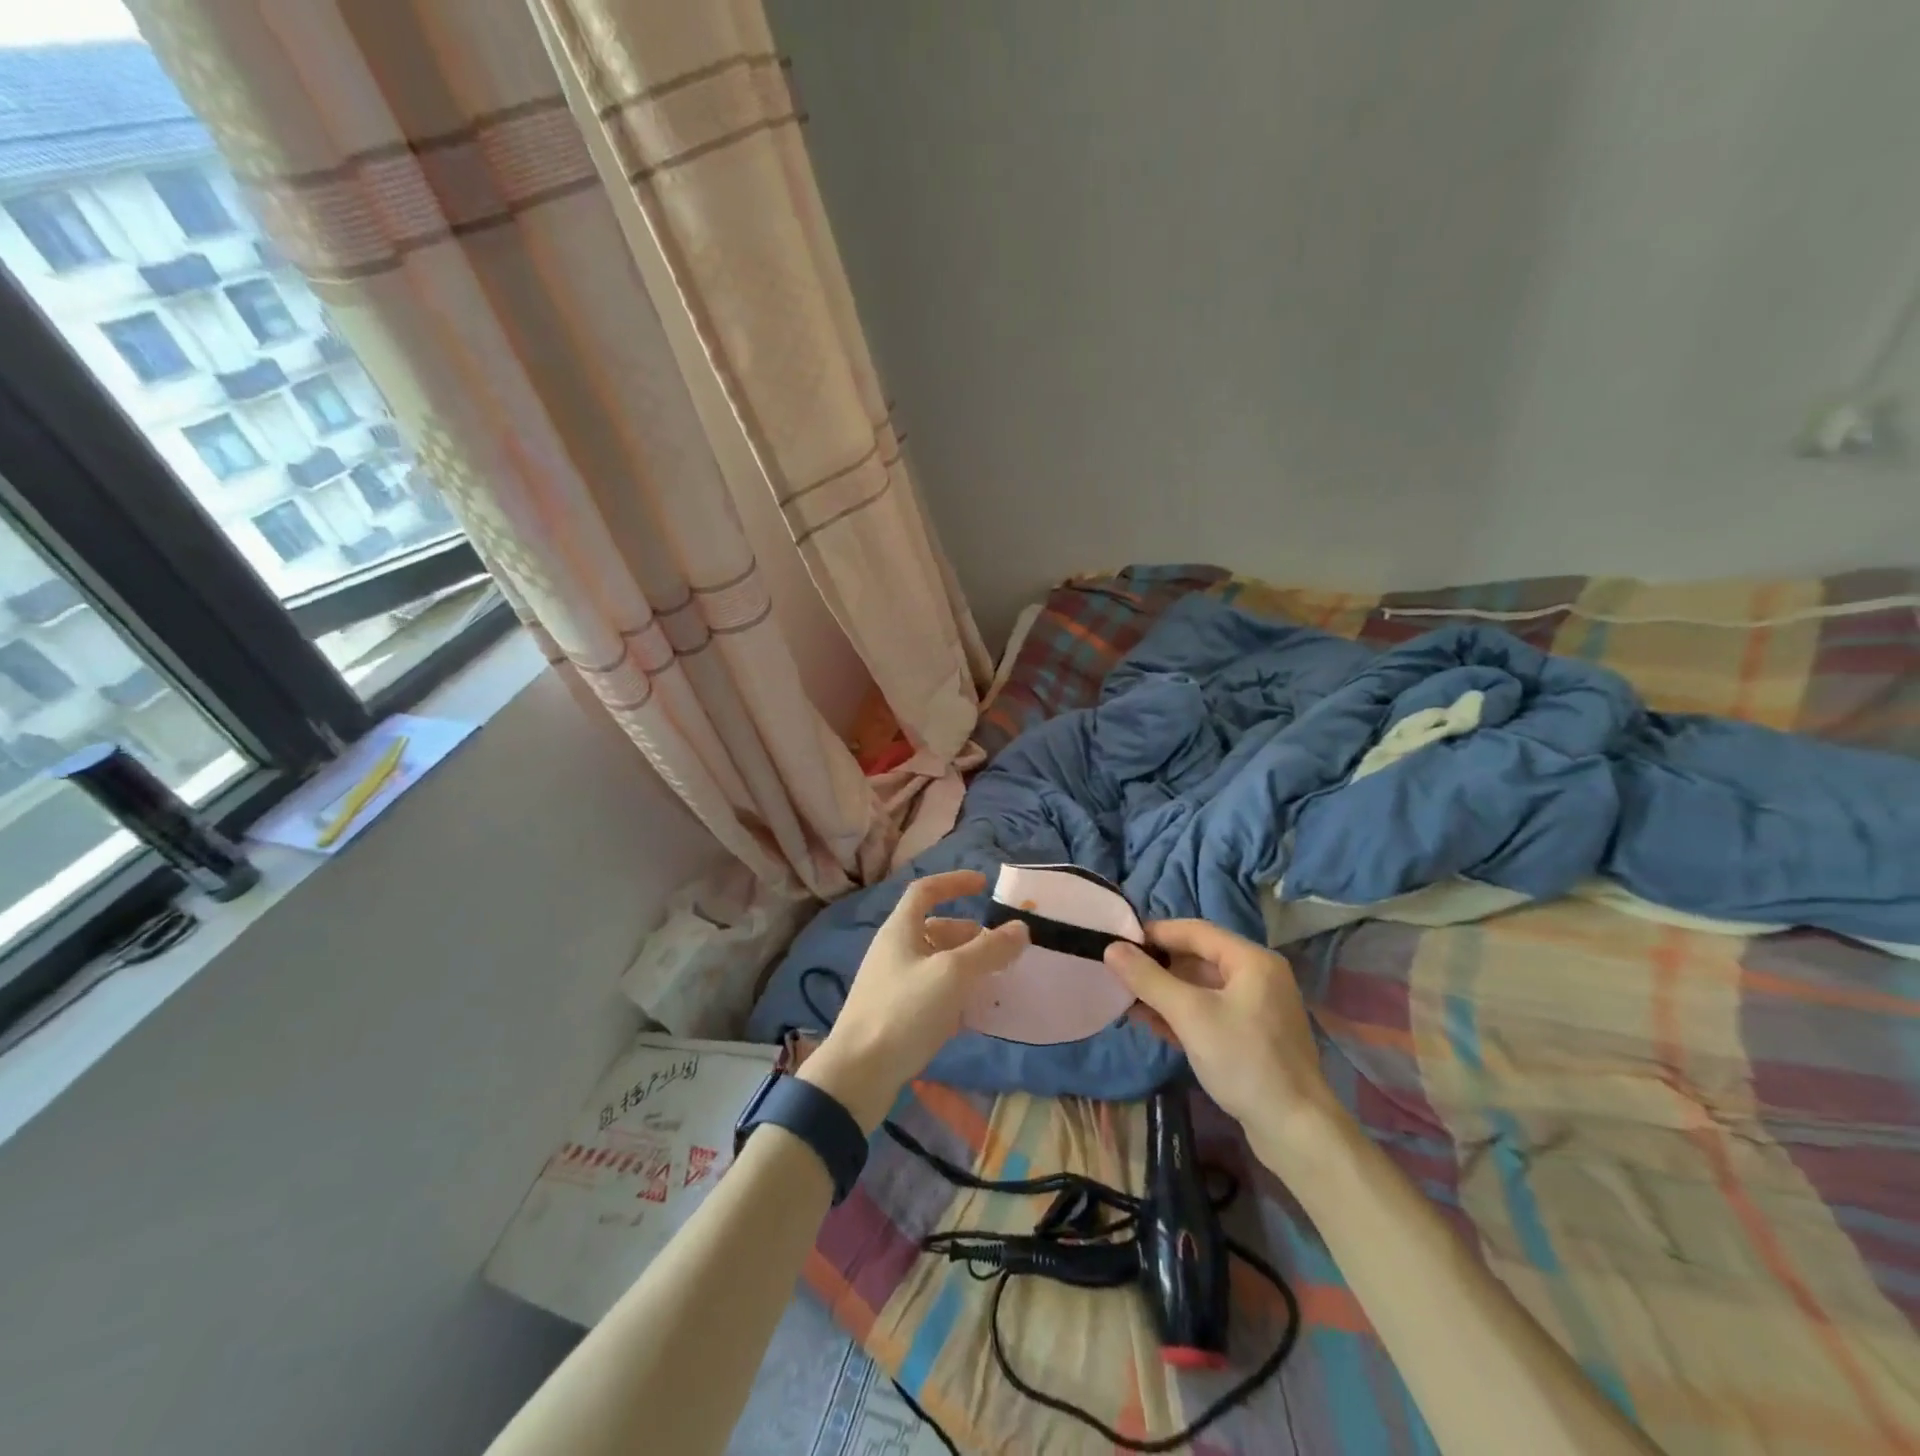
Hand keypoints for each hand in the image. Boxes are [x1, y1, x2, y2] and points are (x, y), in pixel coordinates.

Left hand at [800, 869, 1027, 1131]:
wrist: (858, 1075)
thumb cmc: (903, 1012)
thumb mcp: (952, 974)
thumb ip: (988, 949)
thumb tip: (1020, 929)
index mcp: (900, 930)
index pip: (925, 890)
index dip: (954, 883)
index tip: (984, 885)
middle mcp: (894, 951)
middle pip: (935, 929)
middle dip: (970, 935)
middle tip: (1001, 949)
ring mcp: (893, 985)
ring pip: (936, 964)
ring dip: (966, 967)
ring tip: (995, 981)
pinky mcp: (896, 1016)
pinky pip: (932, 994)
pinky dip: (955, 995)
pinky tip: (975, 1014)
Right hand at [1105, 920, 1342, 1162]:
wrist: (1297, 1132)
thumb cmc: (1244, 1061)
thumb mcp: (1190, 1015)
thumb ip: (1149, 979)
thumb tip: (1111, 948)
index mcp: (1251, 960)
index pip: (1195, 931)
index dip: (1155, 933)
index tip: (1118, 941)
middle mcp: (1258, 976)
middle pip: (1197, 958)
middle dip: (1157, 966)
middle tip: (1118, 973)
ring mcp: (1256, 1008)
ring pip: (1201, 988)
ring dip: (1164, 992)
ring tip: (1126, 999)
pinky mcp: (1251, 1036)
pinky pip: (1209, 1012)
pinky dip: (1181, 1014)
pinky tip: (1151, 1023)